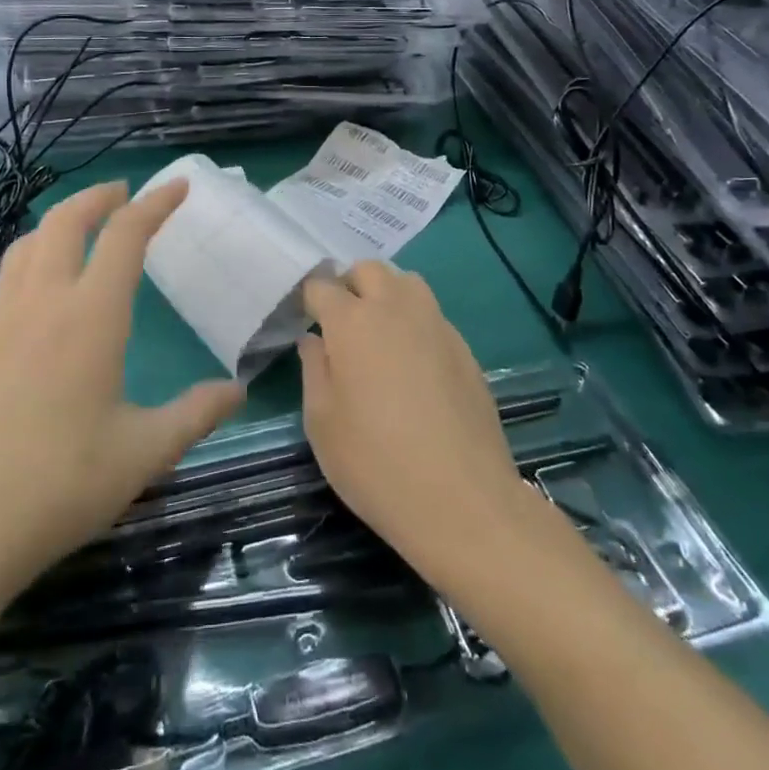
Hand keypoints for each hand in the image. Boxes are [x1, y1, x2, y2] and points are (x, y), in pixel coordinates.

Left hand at [0, 180, 244, 599]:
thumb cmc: (59, 486)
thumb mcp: (144, 454)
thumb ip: (195, 415)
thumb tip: (238, 390)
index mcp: (92, 315)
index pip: (126, 235)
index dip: (155, 204)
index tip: (178, 186)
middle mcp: (43, 301)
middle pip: (66, 220)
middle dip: (99, 196)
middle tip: (124, 194)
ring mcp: (0, 318)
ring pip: (28, 242)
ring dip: (60, 221)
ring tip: (82, 229)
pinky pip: (7, 275)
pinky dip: (32, 255)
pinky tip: (39, 287)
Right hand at [299, 264, 526, 577]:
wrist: (461, 499)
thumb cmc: (375, 463)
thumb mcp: (322, 424)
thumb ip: (314, 370)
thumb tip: (314, 340)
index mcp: (352, 322)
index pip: (322, 287)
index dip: (309, 301)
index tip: (304, 322)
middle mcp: (395, 309)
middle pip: (368, 269)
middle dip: (349, 285)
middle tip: (341, 324)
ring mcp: (436, 324)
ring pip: (407, 282)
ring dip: (386, 294)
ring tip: (378, 334)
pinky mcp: (464, 348)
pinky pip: (432, 314)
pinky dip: (415, 321)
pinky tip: (412, 363)